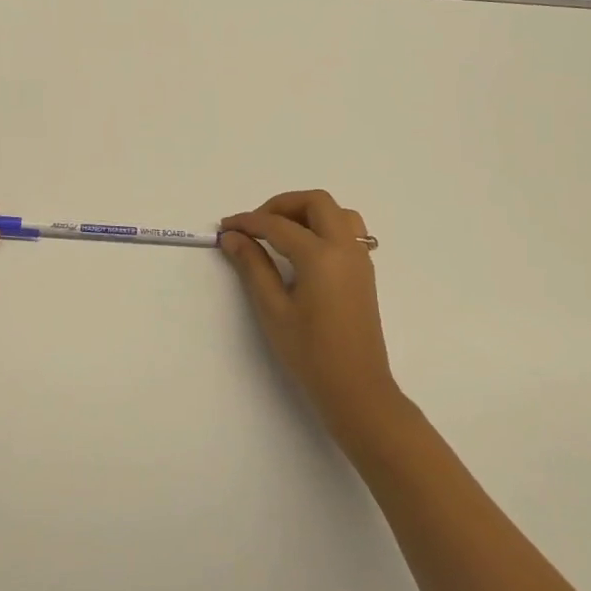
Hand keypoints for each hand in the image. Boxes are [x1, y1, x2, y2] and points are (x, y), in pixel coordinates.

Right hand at [220, 190, 402, 444]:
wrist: (356, 389)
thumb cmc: (310, 353)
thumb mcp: (273, 310)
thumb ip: (253, 266)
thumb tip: (233, 237)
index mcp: (320, 256)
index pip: (278, 225)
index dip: (248, 222)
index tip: (225, 226)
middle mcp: (345, 247)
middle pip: (315, 202)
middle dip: (281, 205)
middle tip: (255, 225)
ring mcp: (360, 258)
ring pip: (336, 211)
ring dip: (306, 211)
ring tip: (280, 232)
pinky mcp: (364, 271)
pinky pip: (348, 229)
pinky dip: (324, 225)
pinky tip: (304, 248)